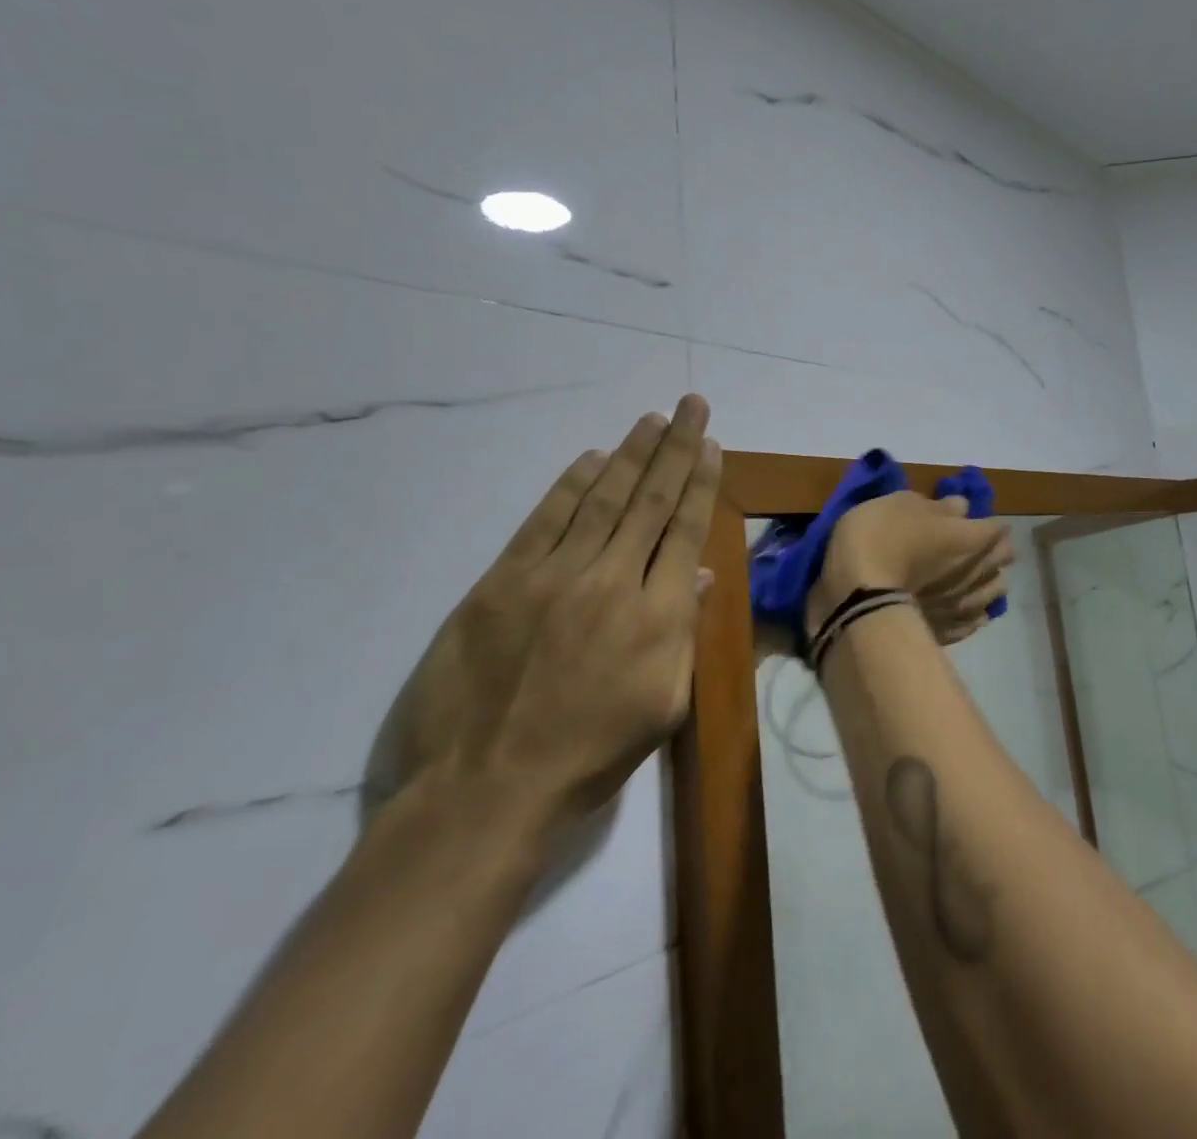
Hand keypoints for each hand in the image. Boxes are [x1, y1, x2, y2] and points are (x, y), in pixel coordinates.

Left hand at [376, 396, 721, 840]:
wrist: (485, 790)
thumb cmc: (589, 758)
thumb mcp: (661, 706)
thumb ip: (680, 633)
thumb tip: (695, 574)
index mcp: (657, 616)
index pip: (685, 529)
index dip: (700, 481)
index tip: (711, 444)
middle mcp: (612, 581)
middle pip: (650, 500)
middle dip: (675, 448)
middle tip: (691, 405)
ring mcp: (554, 577)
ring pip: (602, 500)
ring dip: (630, 455)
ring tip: (652, 420)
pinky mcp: (502, 583)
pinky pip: (544, 521)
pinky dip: (569, 487)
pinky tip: (591, 460)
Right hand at [809, 492, 1013, 645]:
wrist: (858, 597)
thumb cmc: (882, 537)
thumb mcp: (903, 504)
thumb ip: (938, 506)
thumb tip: (962, 507)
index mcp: (971, 537)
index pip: (998, 528)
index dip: (988, 522)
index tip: (972, 521)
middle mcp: (978, 572)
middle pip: (1003, 560)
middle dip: (994, 550)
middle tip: (977, 546)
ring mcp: (965, 606)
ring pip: (994, 593)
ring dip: (988, 582)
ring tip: (975, 578)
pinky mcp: (949, 633)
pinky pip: (972, 622)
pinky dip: (972, 612)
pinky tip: (964, 609)